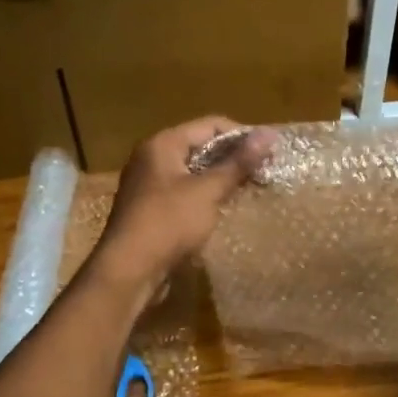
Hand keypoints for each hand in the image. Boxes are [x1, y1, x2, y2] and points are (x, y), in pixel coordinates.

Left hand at [90, 117, 276, 295]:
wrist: (128, 271)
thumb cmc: (168, 223)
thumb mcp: (208, 191)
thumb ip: (238, 163)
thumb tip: (268, 134)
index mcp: (162, 144)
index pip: (210, 125)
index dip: (242, 135)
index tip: (269, 152)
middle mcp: (152, 158)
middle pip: (201, 146)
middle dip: (233, 158)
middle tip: (264, 172)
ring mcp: (149, 185)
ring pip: (193, 171)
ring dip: (221, 178)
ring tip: (250, 189)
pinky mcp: (151, 209)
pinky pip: (185, 192)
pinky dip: (206, 196)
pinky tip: (225, 208)